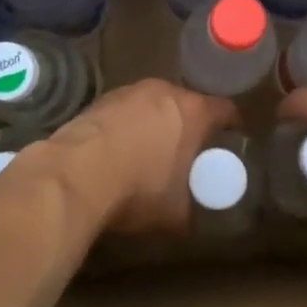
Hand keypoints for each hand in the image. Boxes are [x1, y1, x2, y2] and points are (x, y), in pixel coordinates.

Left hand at [45, 79, 237, 233]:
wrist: (74, 175)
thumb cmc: (137, 189)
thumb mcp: (176, 212)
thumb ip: (193, 207)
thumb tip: (195, 215)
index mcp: (193, 111)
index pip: (225, 110)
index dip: (231, 126)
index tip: (231, 141)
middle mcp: (163, 91)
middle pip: (187, 103)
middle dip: (190, 124)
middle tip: (189, 150)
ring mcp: (128, 92)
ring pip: (153, 104)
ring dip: (156, 123)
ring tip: (150, 151)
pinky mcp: (99, 100)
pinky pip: (125, 111)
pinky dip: (127, 126)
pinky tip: (119, 151)